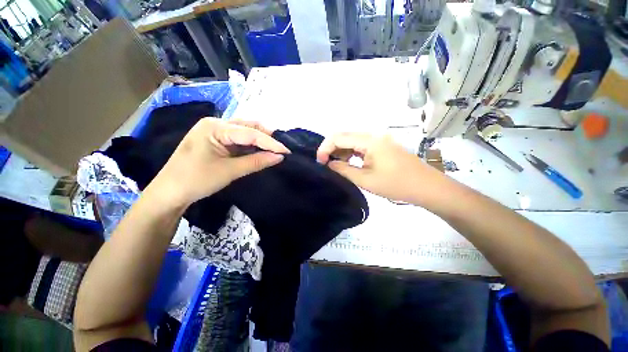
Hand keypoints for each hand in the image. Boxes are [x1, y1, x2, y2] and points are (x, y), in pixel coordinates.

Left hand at [148, 119, 288, 206]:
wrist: (169, 193)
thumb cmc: (196, 180)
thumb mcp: (229, 171)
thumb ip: (256, 162)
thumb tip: (279, 157)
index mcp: (215, 127)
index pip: (250, 133)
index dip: (271, 143)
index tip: (287, 151)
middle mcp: (215, 124)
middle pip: (248, 127)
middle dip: (267, 138)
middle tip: (282, 149)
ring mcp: (215, 131)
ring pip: (244, 132)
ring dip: (260, 141)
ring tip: (275, 149)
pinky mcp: (216, 140)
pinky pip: (238, 139)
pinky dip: (251, 145)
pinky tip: (260, 151)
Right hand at [316, 133, 443, 202]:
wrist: (427, 187)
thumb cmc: (396, 184)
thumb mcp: (365, 180)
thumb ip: (344, 170)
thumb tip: (329, 164)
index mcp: (369, 140)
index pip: (338, 137)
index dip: (325, 148)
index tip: (319, 162)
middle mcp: (373, 135)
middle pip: (345, 136)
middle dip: (331, 149)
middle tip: (325, 165)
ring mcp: (378, 140)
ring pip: (352, 141)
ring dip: (341, 152)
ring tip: (335, 166)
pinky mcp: (382, 146)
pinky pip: (361, 146)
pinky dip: (351, 153)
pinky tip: (349, 163)